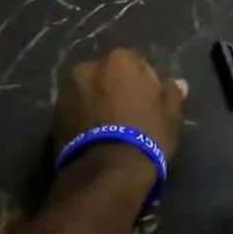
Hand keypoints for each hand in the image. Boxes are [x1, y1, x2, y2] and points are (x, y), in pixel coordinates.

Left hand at [53, 48, 187, 192]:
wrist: (106, 174)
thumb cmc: (145, 136)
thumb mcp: (170, 116)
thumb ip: (172, 94)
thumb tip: (178, 82)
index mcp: (118, 60)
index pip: (137, 64)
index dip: (147, 84)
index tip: (152, 104)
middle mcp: (88, 68)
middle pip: (109, 77)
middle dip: (118, 91)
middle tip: (131, 116)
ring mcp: (67, 92)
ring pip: (90, 94)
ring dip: (99, 104)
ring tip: (112, 130)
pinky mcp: (54, 118)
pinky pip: (76, 112)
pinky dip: (84, 120)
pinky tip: (97, 139)